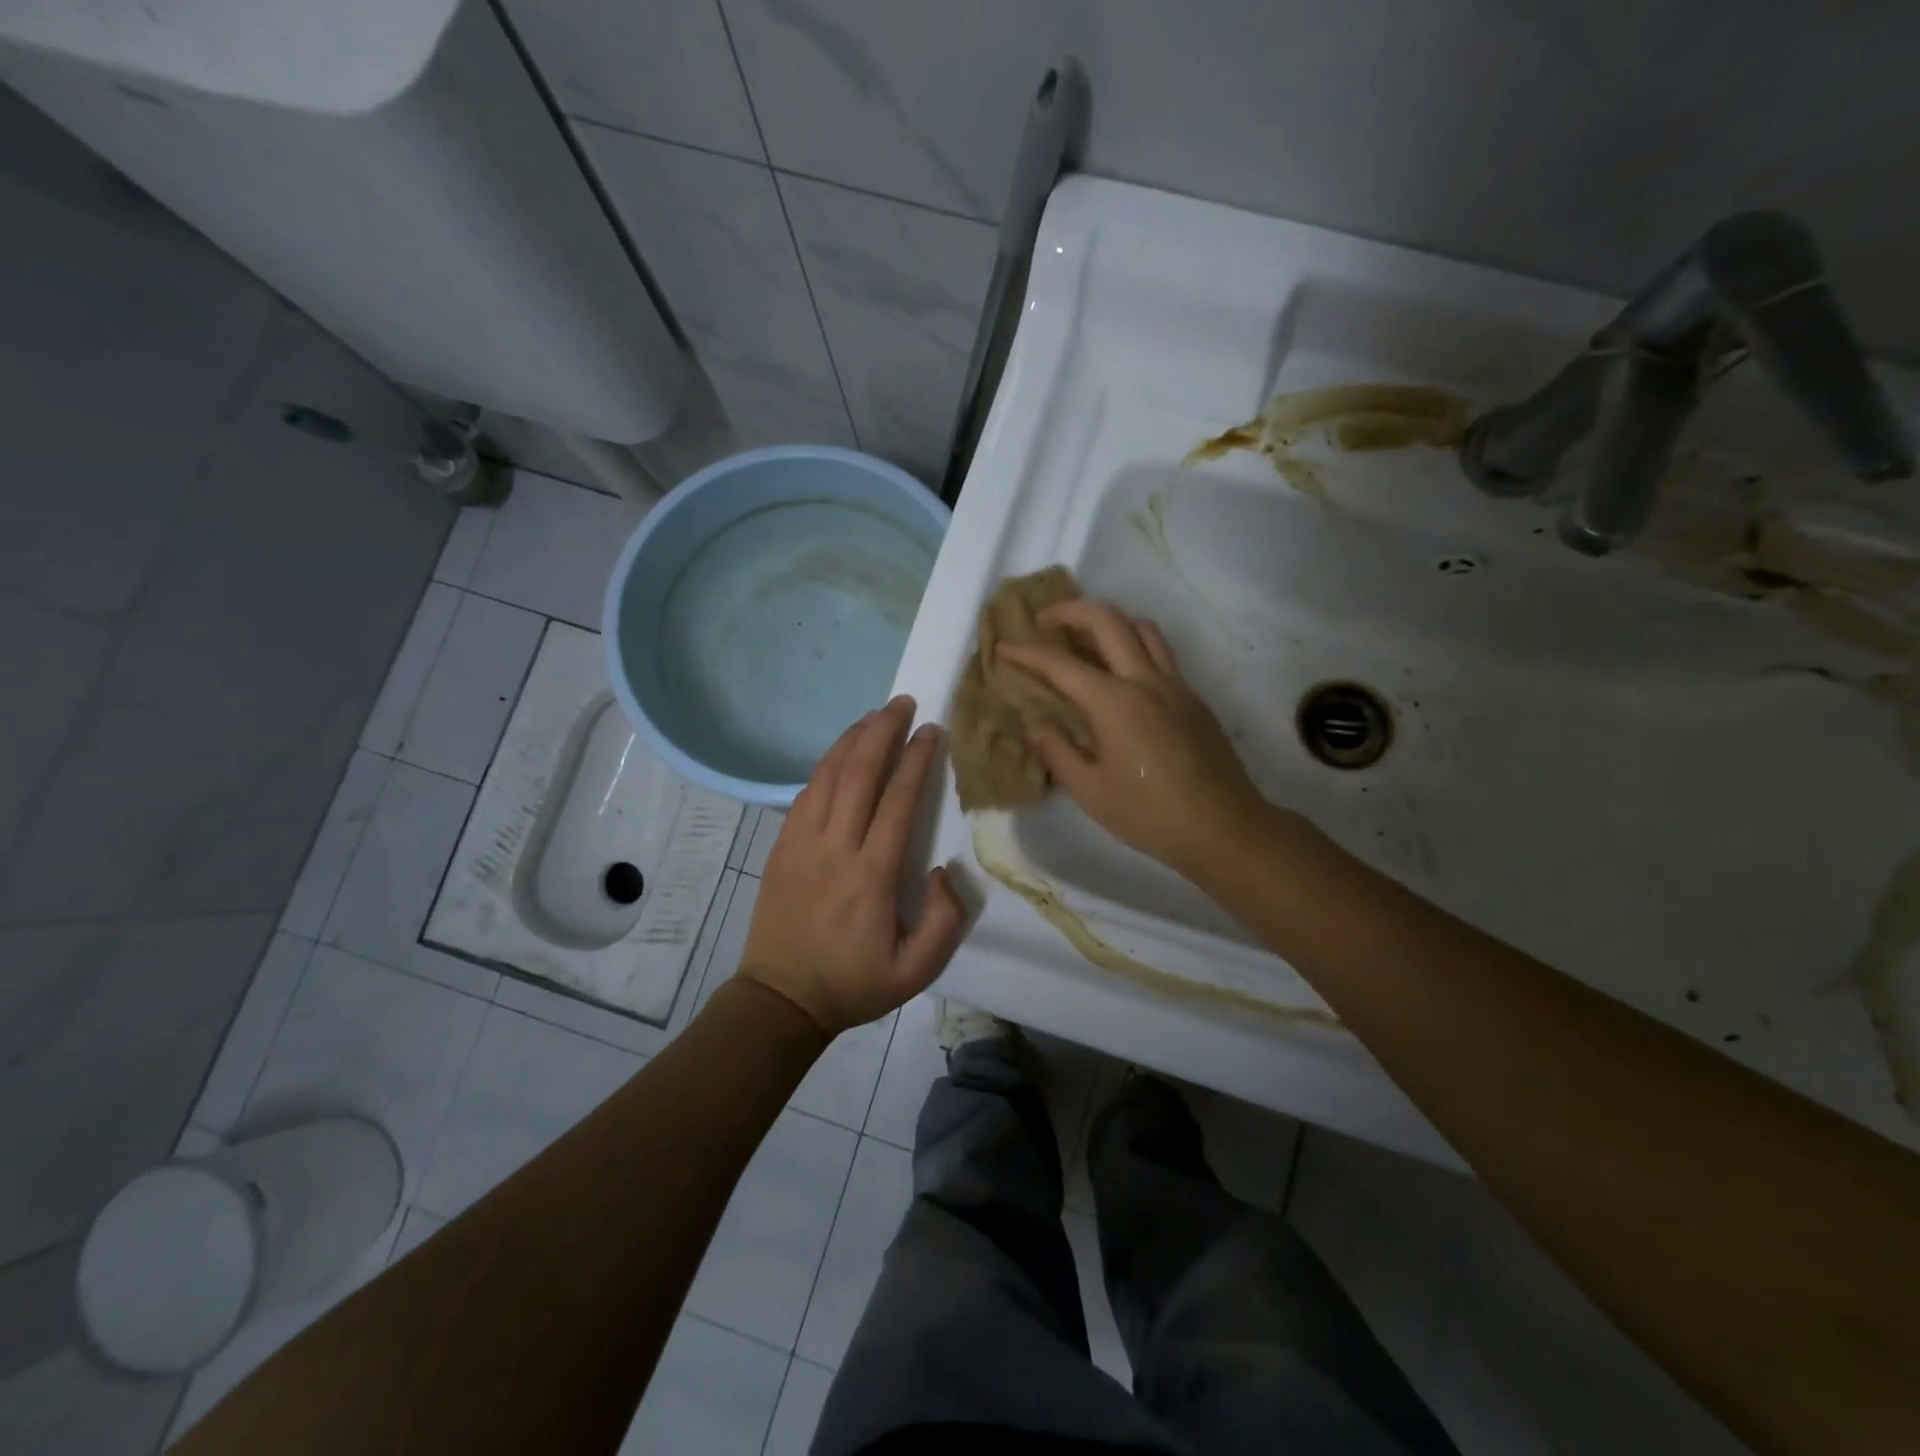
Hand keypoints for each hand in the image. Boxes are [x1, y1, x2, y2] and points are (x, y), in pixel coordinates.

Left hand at [740, 697, 968, 1036]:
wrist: (781, 999)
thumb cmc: (853, 984)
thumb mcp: (916, 971)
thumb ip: (944, 920)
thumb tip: (944, 869)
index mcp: (870, 875)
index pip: (897, 801)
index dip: (916, 760)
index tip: (932, 731)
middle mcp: (834, 848)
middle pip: (859, 774)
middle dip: (882, 731)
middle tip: (902, 703)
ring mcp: (801, 844)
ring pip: (826, 776)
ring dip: (851, 740)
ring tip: (874, 715)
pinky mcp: (780, 847)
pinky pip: (805, 793)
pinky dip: (825, 765)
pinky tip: (840, 754)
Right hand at [998, 601, 1269, 873]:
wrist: (1224, 827)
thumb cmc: (1150, 815)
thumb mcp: (1090, 791)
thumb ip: (1057, 750)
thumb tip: (1035, 722)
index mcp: (1114, 703)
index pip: (1061, 664)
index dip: (1027, 653)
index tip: (1004, 648)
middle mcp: (1146, 681)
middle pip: (1107, 620)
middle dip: (1069, 611)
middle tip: (1044, 622)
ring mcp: (1175, 685)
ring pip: (1142, 627)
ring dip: (1108, 621)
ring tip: (1085, 639)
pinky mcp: (1193, 697)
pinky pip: (1161, 652)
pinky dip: (1134, 644)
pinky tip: (1121, 674)